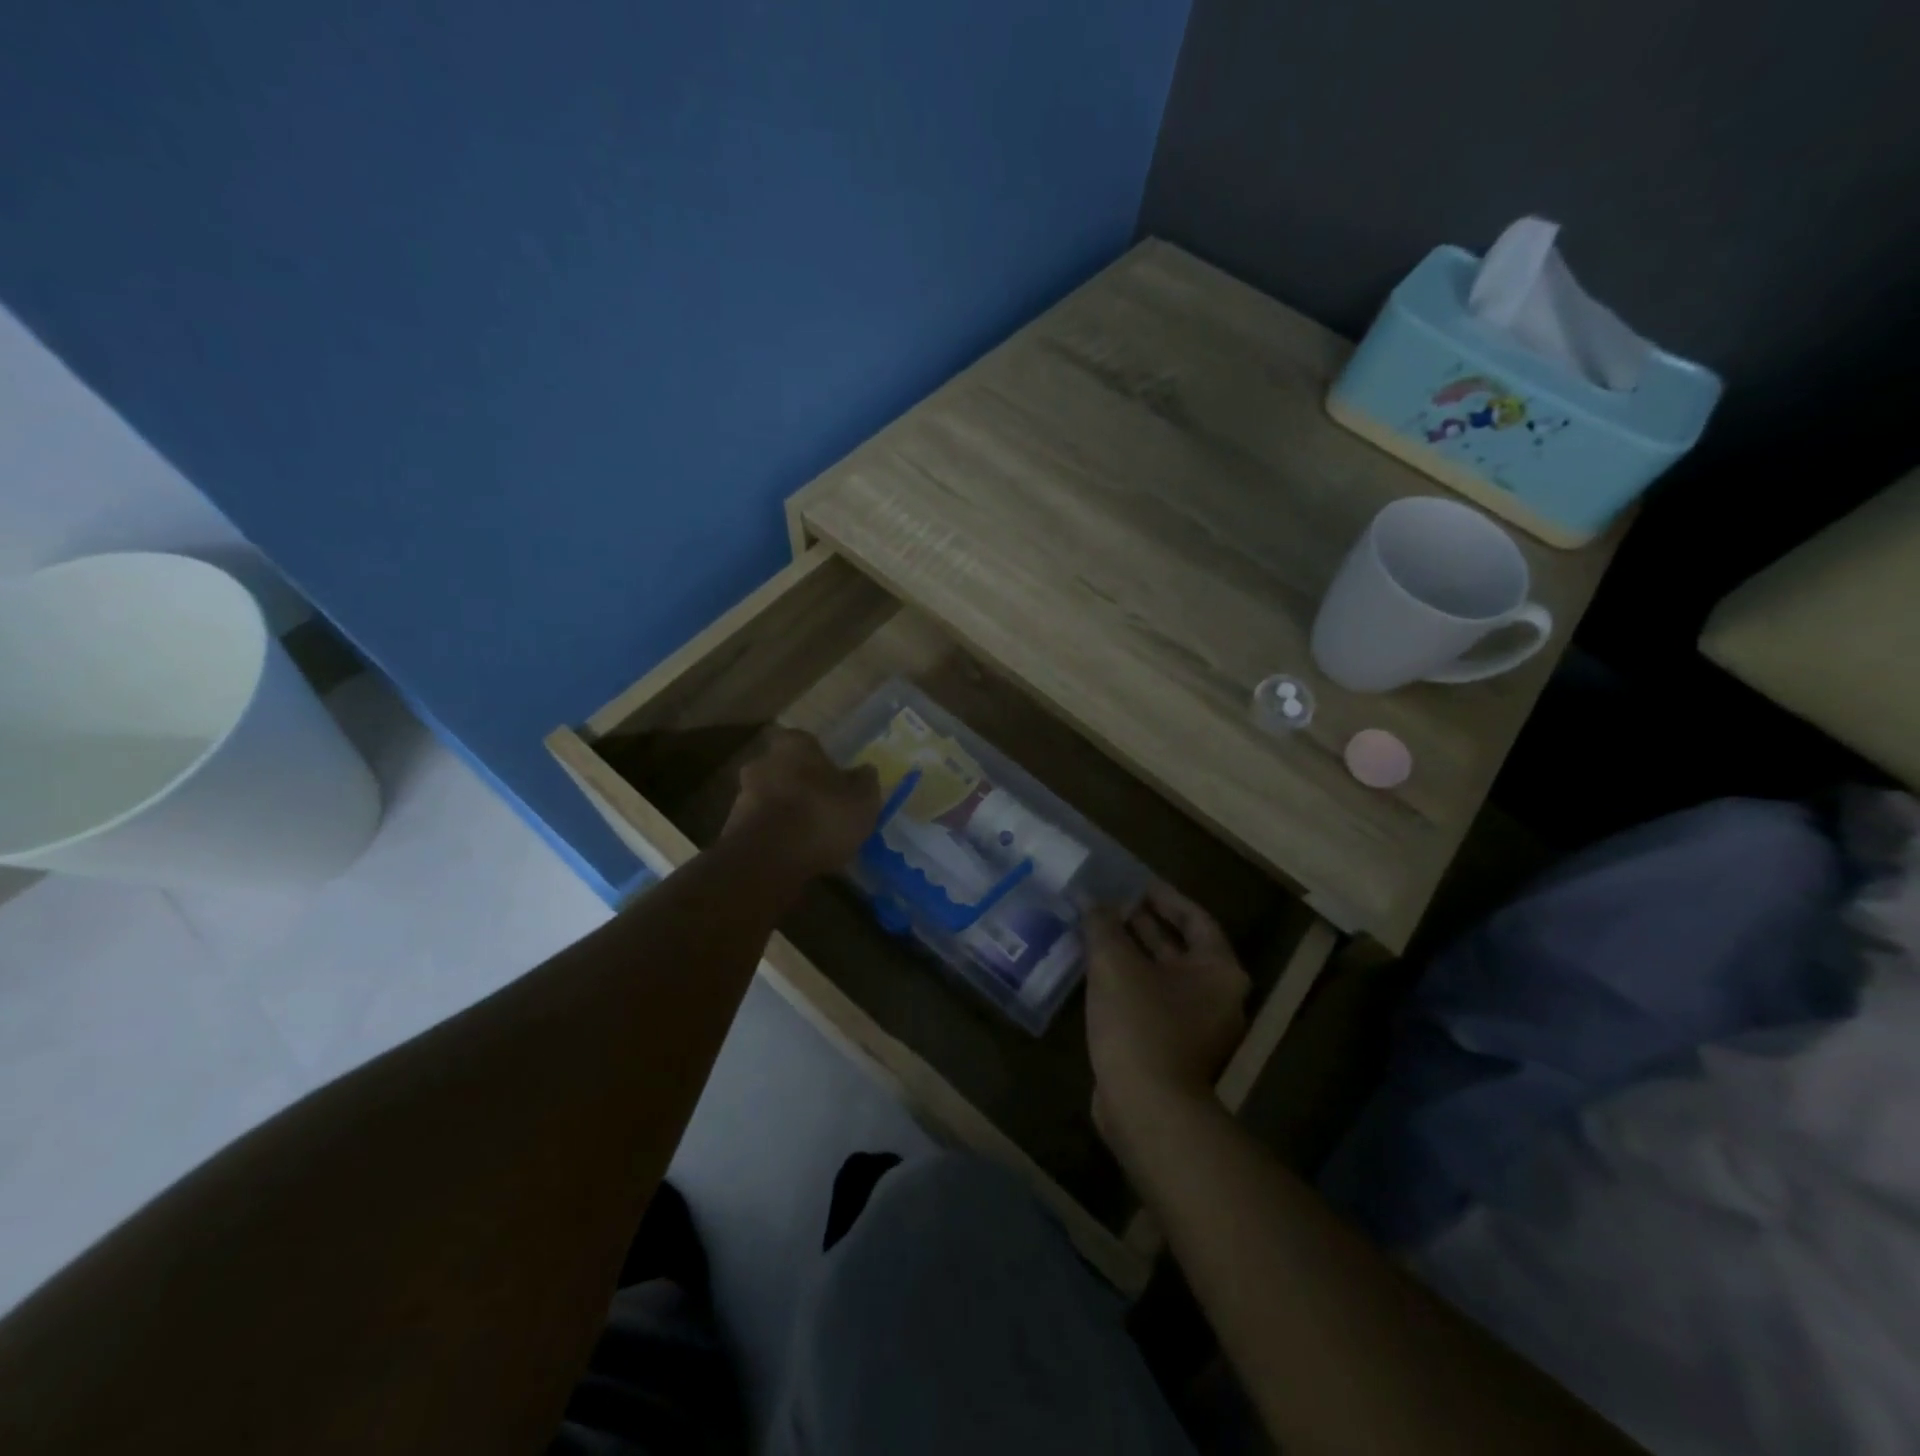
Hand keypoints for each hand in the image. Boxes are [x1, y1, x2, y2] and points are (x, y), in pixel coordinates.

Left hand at [722, 728, 881, 879]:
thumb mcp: (862, 800)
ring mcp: (742, 795)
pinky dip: (776, 836)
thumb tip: (864, 771)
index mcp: (794, 745)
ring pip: (772, 798)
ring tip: (811, 838)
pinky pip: (762, 827)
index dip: (822, 760)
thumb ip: (865, 782)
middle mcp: (763, 762)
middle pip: (786, 769)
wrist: (767, 860)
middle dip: (801, 786)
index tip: (835, 779)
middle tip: (824, 807)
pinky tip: (794, 854)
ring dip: (787, 812)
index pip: (807, 742)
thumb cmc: (821, 817)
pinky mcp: (732, 828)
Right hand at [1084, 884, 1248, 1154]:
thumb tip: (1090, 899)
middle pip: (1181, 947)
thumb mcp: (1115, 964)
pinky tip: (1097, 970)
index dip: (1165, 898)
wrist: (1146, 1108)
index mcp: (1219, 971)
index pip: (1195, 918)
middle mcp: (1217, 996)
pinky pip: (1153, 1000)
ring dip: (1133, 952)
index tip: (1137, 883)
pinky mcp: (1174, 1049)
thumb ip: (1103, 925)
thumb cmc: (1140, 1024)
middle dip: (1145, 924)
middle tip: (1112, 902)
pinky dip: (1130, 981)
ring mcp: (1197, 1027)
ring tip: (1098, 929)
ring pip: (1163, 976)